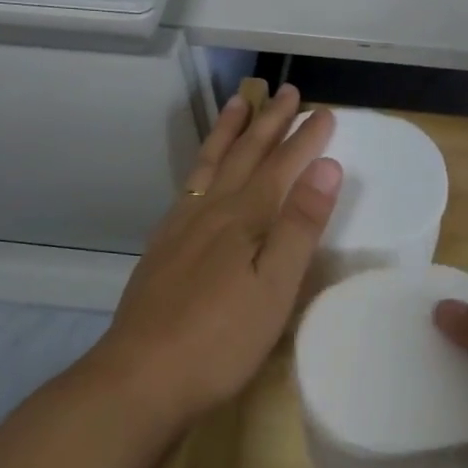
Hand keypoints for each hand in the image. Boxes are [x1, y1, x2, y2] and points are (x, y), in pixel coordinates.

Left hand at [80, 85, 341, 430]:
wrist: (141, 376)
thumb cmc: (221, 339)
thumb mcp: (275, 287)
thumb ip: (300, 226)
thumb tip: (326, 167)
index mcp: (244, 219)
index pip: (282, 167)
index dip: (305, 139)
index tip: (324, 112)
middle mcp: (211, 211)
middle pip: (245, 156)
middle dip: (269, 122)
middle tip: (287, 91)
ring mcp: (181, 227)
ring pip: (210, 165)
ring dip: (228, 132)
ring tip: (239, 103)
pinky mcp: (163, 247)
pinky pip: (187, 188)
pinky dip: (200, 166)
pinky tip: (201, 173)